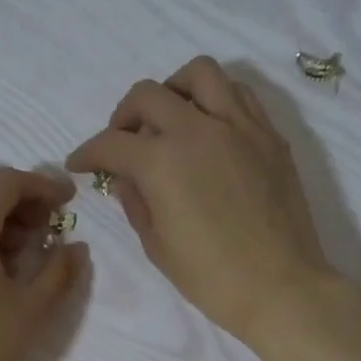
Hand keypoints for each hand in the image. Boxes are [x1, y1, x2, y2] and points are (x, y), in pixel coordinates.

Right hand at [66, 57, 334, 346]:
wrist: (281, 287)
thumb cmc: (211, 278)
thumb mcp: (157, 246)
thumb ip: (135, 202)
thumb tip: (125, 177)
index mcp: (162, 161)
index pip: (111, 143)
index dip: (88, 153)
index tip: (79, 164)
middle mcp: (198, 129)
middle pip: (148, 95)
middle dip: (123, 116)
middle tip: (122, 143)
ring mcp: (239, 126)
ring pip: (199, 74)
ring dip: (173, 90)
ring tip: (170, 119)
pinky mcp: (269, 135)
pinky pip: (238, 93)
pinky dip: (215, 99)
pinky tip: (209, 128)